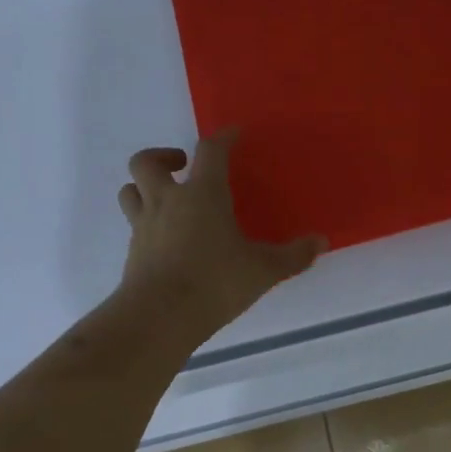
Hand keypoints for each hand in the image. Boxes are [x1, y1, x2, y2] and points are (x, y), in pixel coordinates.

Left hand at [117, 129, 326, 339]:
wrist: (160, 316)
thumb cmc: (215, 282)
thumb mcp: (263, 270)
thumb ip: (293, 255)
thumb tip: (321, 242)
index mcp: (202, 194)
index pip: (210, 151)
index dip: (223, 138)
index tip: (233, 135)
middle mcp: (167, 201)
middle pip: (147, 161)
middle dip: (163, 156)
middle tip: (183, 165)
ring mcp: (144, 225)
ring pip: (130, 190)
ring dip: (144, 186)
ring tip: (166, 197)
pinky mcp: (133, 252)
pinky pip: (134, 224)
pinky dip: (146, 222)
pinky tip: (166, 239)